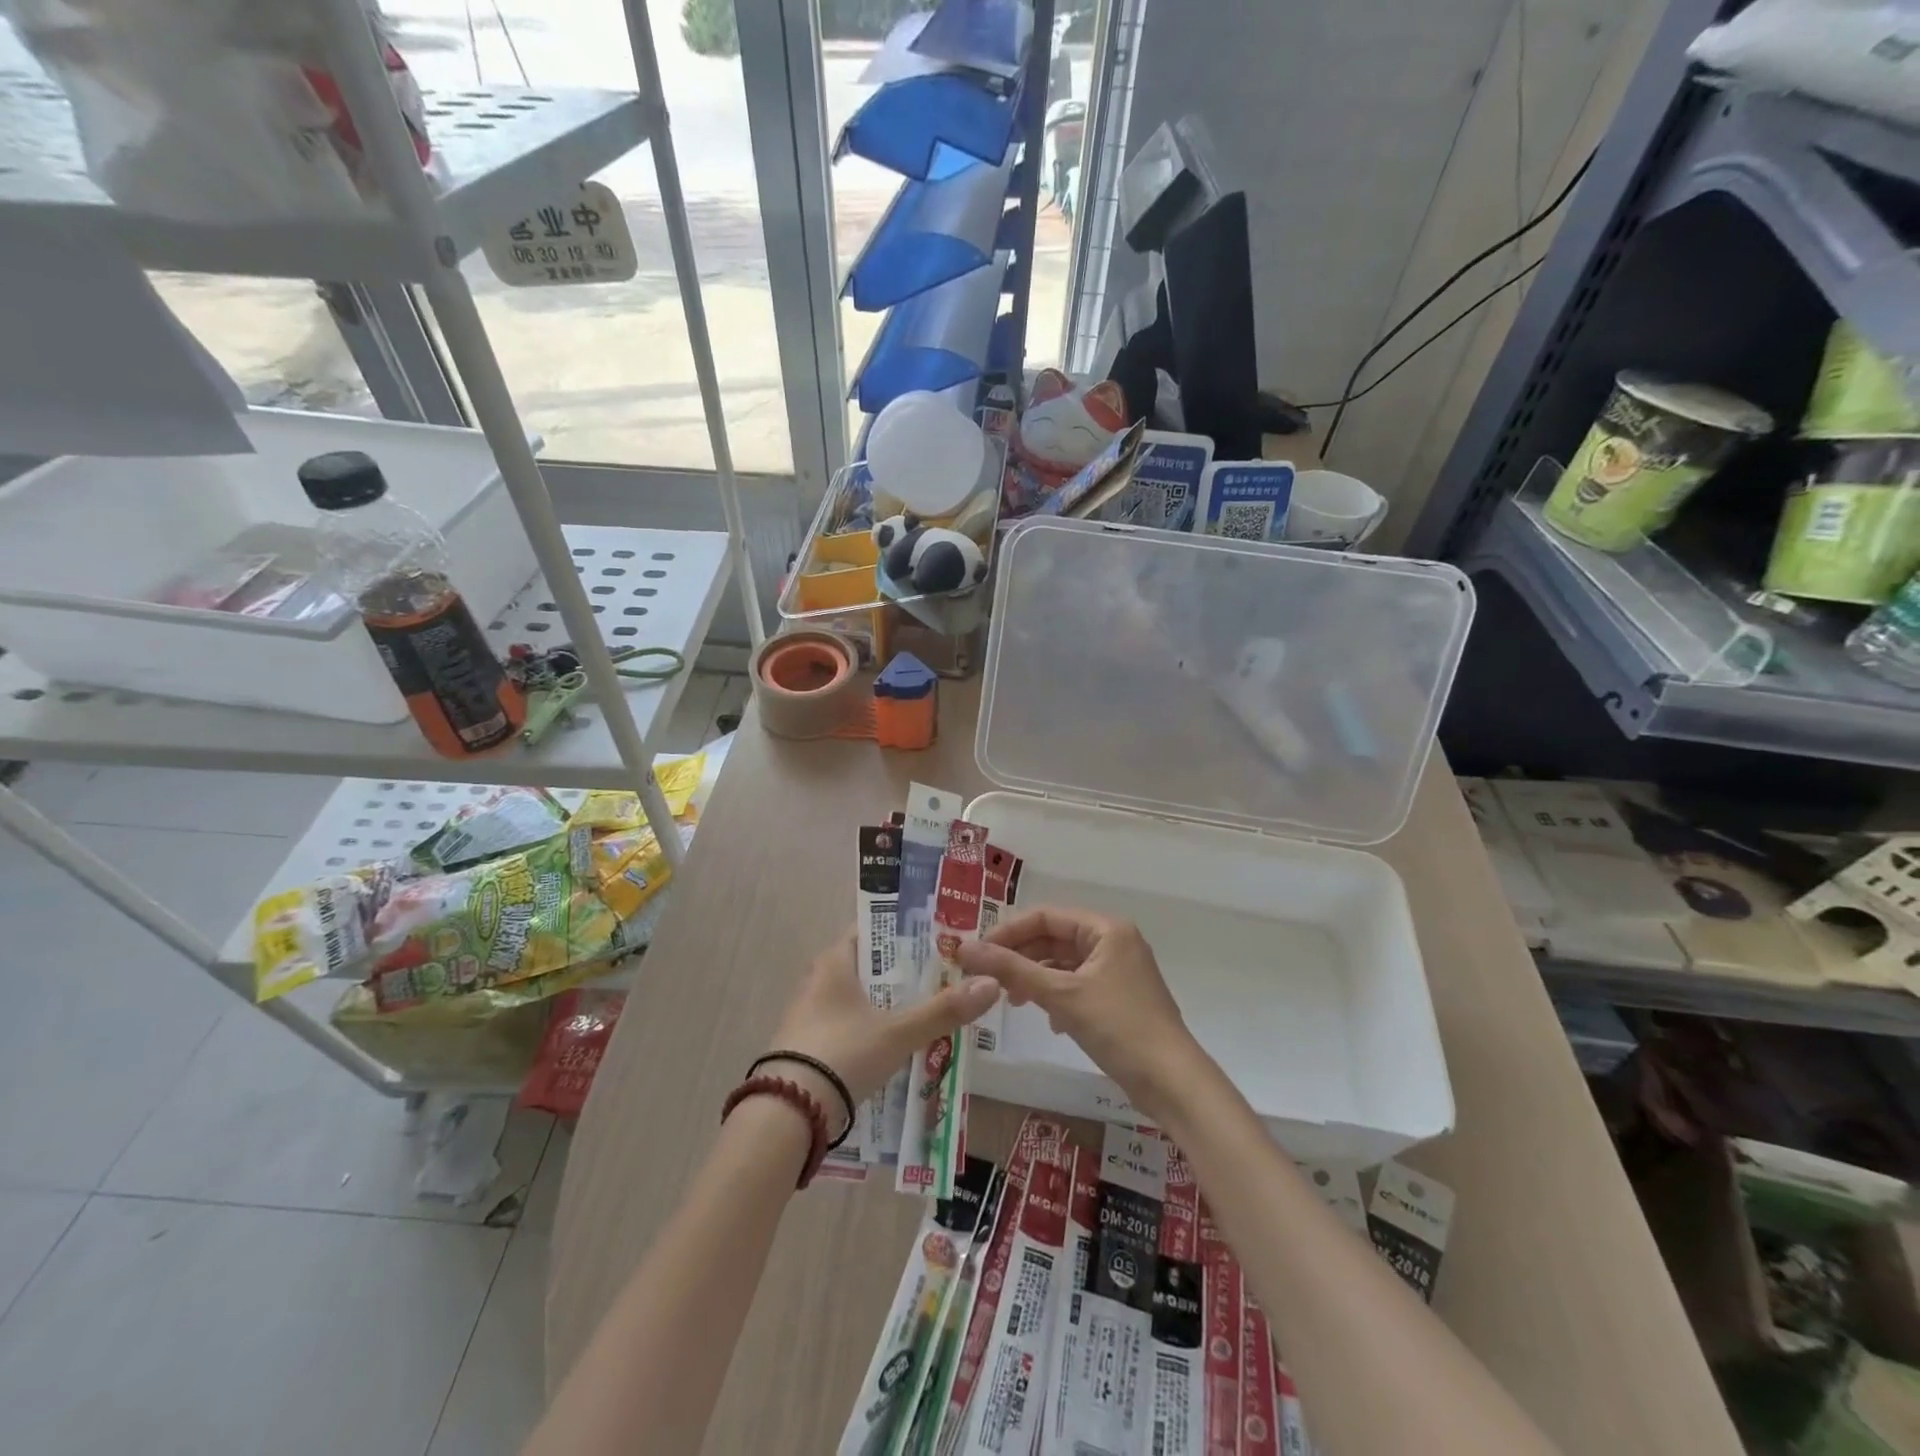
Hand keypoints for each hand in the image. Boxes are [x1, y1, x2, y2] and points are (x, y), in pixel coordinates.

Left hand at [766, 927, 998, 1115]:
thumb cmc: (842, 1053)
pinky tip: (902, 1044)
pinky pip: (852, 1026)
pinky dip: (876, 1029)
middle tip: (948, 976)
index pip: (874, 930)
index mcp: (835, 961)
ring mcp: (812, 1015)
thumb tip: (992, 984)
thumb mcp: (898, 1032)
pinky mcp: (811, 1046)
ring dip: (892, 1004)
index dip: (907, 932)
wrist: (787, 1115)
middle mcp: (819, 980)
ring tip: (933, 1009)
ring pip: (862, 999)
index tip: (941, 938)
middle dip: (907, 973)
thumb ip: (944, 1010)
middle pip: (871, 966)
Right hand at [958, 906, 1205, 1122]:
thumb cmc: (1118, 1027)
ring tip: (1013, 1001)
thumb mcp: (1061, 995)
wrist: (1172, 1082)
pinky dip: (1057, 997)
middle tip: (988, 978)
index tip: (977, 952)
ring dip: (1037, 979)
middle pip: (1055, 938)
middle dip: (1021, 957)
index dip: (1009, 932)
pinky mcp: (1119, 998)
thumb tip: (965, 948)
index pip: (1046, 916)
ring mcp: (1119, 971)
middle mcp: (1114, 941)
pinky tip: (1048, 1021)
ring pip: (1065, 964)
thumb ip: (1012, 969)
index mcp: (1106, 929)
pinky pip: (1078, 985)